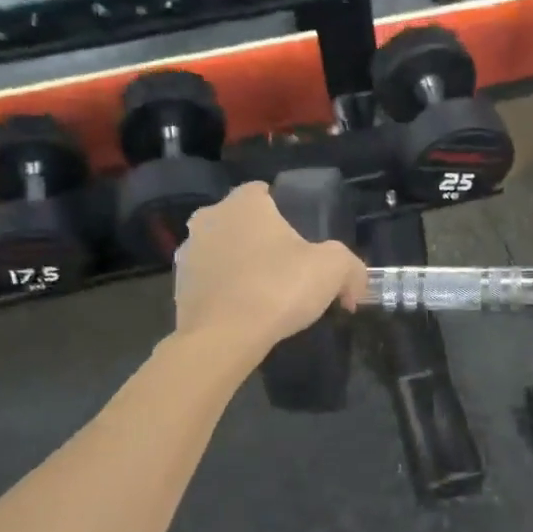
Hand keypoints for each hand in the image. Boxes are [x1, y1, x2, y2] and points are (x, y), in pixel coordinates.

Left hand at [173, 182, 367, 362]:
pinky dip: (225, 292)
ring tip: (266, 295)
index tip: (302, 238)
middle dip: (261, 239)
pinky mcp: (178, 288)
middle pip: (242, 222)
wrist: (223, 339)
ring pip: (222, 252)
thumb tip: (354, 286)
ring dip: (240, 265)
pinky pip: (210, 283)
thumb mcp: (332, 269)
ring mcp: (188, 254)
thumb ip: (351, 267)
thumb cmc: (278, 287)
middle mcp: (209, 219)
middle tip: (287, 268)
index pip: (263, 192)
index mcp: (244, 203)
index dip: (285, 210)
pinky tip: (244, 313)